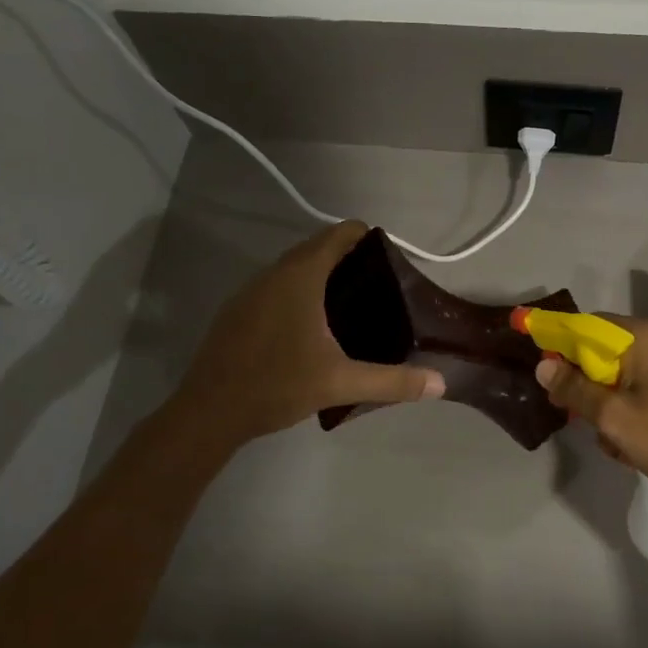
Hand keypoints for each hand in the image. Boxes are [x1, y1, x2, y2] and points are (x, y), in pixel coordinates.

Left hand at [167, 222, 444, 447]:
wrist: (208, 412)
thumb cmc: (277, 385)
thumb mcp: (340, 383)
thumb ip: (392, 381)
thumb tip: (440, 383)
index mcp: (301, 276)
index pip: (340, 234)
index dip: (369, 239)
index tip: (392, 262)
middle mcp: (274, 273)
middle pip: (318, 248)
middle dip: (350, 259)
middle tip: (380, 288)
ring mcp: (251, 291)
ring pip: (295, 268)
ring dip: (323, 275)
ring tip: (352, 306)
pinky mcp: (238, 310)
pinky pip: (277, 286)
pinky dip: (300, 292)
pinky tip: (312, 327)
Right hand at [535, 315, 647, 517]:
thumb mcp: (614, 419)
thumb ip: (575, 389)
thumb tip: (543, 366)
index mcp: (645, 337)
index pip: (587, 325)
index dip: (559, 343)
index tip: (544, 370)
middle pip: (606, 348)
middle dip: (584, 379)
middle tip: (570, 411)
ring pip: (624, 370)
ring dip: (607, 399)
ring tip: (608, 438)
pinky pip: (645, 383)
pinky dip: (630, 404)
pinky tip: (631, 440)